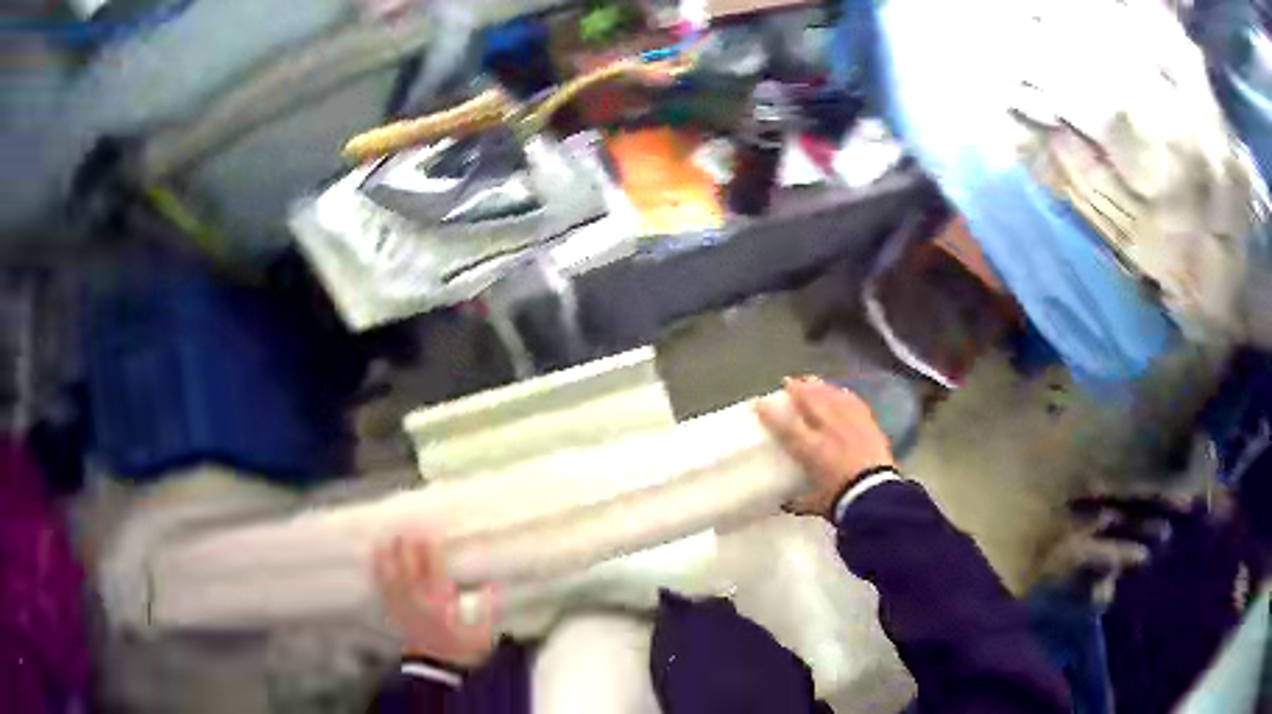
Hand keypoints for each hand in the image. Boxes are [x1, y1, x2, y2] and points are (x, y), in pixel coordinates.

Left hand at [373, 532, 498, 669]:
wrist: (440, 669)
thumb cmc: (464, 651)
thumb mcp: (482, 633)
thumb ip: (487, 608)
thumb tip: (492, 584)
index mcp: (442, 603)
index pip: (434, 570)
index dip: (431, 549)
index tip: (429, 531)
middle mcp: (419, 601)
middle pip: (410, 568)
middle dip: (407, 547)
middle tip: (407, 526)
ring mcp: (404, 606)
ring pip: (392, 575)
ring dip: (389, 556)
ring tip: (387, 537)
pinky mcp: (395, 613)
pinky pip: (383, 588)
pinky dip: (378, 571)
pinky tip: (376, 559)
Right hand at [756, 376, 895, 516]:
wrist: (876, 494)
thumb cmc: (841, 500)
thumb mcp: (815, 504)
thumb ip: (800, 500)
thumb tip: (787, 503)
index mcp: (811, 449)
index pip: (785, 426)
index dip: (770, 413)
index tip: (760, 404)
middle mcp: (828, 429)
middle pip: (810, 401)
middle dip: (797, 388)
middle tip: (788, 382)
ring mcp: (849, 423)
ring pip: (832, 397)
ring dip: (819, 387)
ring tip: (811, 380)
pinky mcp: (868, 424)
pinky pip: (854, 403)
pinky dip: (844, 396)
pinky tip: (841, 391)